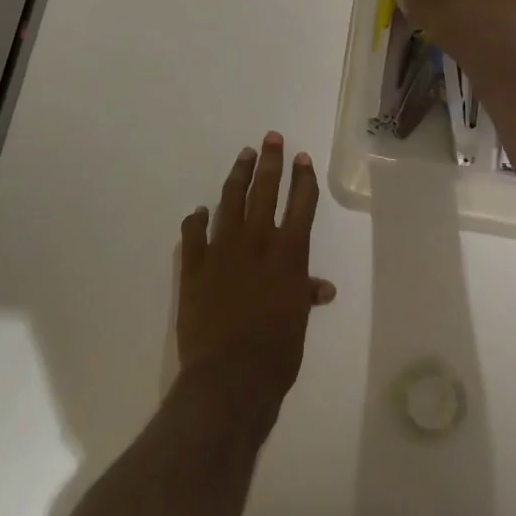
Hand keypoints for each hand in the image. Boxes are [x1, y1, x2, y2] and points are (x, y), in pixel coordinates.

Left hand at [177, 134, 335, 422]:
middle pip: (265, 192)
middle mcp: (256, 244)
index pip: (300, 206)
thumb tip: (321, 287)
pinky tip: (199, 210)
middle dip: (271, 163)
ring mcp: (222, 252)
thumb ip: (304, 295)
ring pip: (230, 203)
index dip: (302, 180)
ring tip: (244, 156)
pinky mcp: (194, 268)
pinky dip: (196, 221)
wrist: (230, 376)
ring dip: (238, 178)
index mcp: (288, 255)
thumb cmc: (276, 353)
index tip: (302, 158)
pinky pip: (194, 236)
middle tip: (272, 138)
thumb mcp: (298, 322)